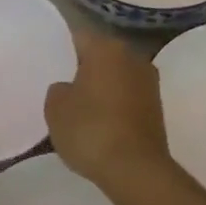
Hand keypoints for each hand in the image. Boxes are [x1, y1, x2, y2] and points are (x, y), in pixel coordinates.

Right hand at [45, 28, 173, 190]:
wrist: (135, 169)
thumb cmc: (90, 129)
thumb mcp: (55, 108)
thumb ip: (58, 89)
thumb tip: (69, 87)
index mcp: (106, 48)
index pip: (78, 35)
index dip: (60, 46)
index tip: (48, 60)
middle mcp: (132, 57)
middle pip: (100, 55)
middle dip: (82, 66)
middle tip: (61, 83)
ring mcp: (149, 82)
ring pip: (115, 76)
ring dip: (101, 86)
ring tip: (79, 105)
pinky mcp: (157, 107)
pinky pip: (127, 96)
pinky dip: (114, 104)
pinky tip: (99, 121)